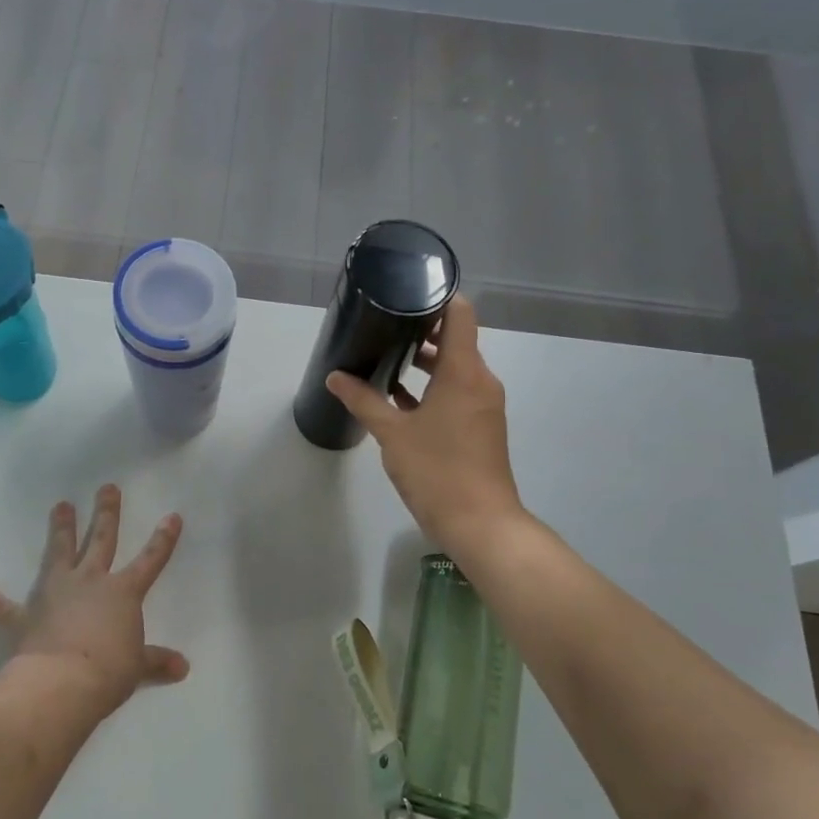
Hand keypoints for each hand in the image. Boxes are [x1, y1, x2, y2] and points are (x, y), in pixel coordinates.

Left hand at [0, 485, 189, 718]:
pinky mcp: (27, 615)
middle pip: (101, 540)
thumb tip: (183, 667)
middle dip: (106, 513)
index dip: (163, 539)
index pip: (150, 560)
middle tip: (107, 488)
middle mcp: (90, 582)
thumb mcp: (137, 667)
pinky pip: (10, 608)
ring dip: (60, 529)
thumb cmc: (108, 672)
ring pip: (60, 552)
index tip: (172, 516)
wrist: (60, 684)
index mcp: (122, 592)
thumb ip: (156, 661)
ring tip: (61, 505)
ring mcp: (55, 593)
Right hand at [325, 295, 527, 554]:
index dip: (436, 297)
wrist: (480, 524)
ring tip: (385, 360)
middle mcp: (480, 381)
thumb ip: (364, 400)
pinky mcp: (481, 427)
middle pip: (455, 340)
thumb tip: (335, 377)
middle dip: (420, 332)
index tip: (405, 294)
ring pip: (455, 369)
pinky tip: (398, 400)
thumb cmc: (437, 470)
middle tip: (383, 327)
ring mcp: (483, 405)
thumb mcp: (392, 433)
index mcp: (464, 372)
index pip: (460, 314)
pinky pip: (457, 393)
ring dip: (424, 363)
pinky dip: (432, 389)